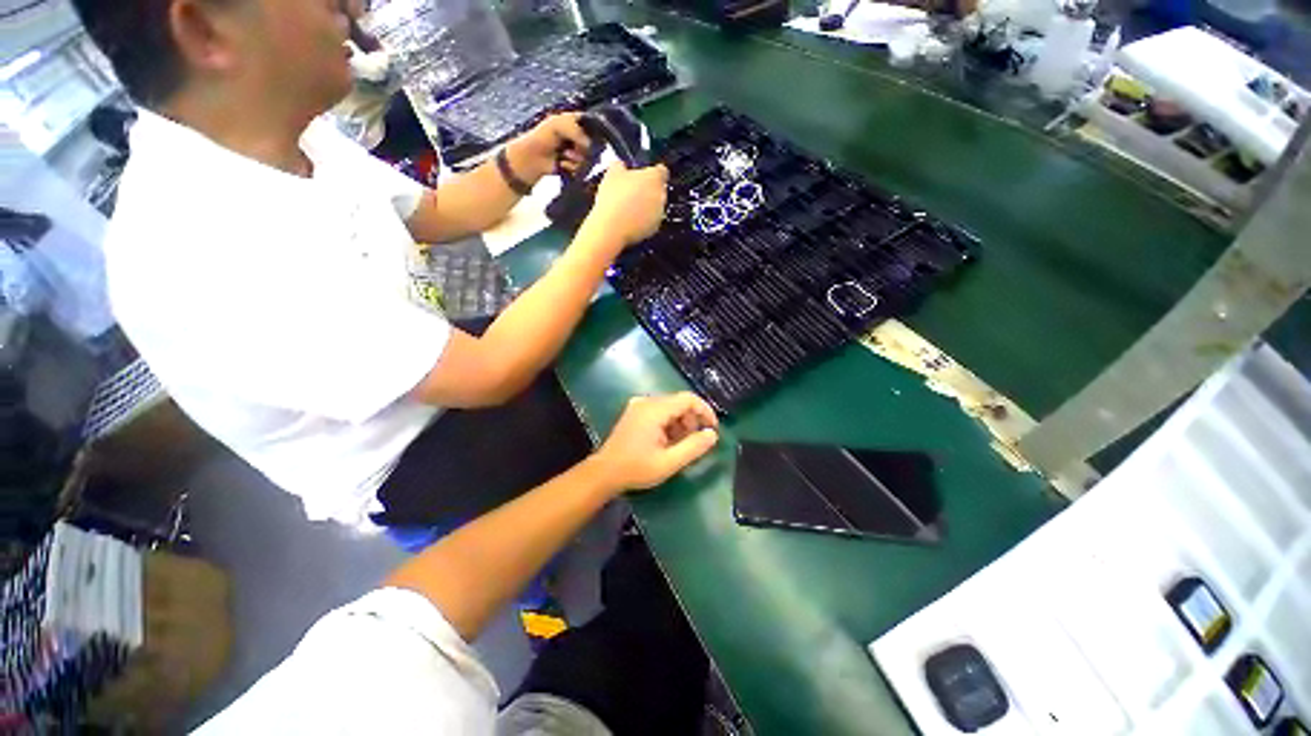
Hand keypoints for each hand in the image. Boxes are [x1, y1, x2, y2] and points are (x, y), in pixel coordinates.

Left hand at [506, 113, 591, 182]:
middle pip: (594, 144)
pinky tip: (561, 164)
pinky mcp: (575, 166)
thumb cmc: (544, 136)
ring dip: (575, 158)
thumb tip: (589, 148)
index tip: (587, 136)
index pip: (593, 124)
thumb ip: (579, 133)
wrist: (533, 157)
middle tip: (572, 147)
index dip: (594, 131)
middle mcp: (578, 136)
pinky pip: (581, 169)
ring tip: (563, 155)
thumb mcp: (560, 126)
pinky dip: (571, 167)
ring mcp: (577, 152)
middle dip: (582, 147)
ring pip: (588, 158)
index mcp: (576, 121)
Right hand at [587, 162, 668, 246]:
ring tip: (630, 207)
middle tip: (633, 191)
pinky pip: (651, 220)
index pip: (662, 170)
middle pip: (659, 189)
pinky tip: (631, 220)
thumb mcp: (612, 173)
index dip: (653, 172)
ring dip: (647, 205)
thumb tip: (621, 166)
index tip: (643, 174)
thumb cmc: (614, 197)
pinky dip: (644, 220)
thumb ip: (620, 166)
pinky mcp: (655, 229)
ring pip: (655, 206)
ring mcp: (659, 214)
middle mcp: (661, 195)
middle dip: (649, 189)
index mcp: (654, 178)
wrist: (613, 227)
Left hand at [590, 393, 719, 492]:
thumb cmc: (636, 468)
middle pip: (679, 402)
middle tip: (694, 443)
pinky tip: (666, 442)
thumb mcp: (669, 462)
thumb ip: (693, 447)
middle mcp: (646, 402)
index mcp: (654, 409)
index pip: (688, 399)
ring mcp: (638, 406)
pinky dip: (669, 424)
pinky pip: (659, 412)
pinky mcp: (634, 413)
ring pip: (670, 407)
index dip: (705, 411)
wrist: (604, 473)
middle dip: (692, 420)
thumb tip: (712, 434)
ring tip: (680, 446)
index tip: (712, 429)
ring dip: (680, 423)